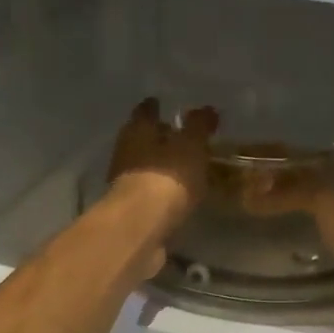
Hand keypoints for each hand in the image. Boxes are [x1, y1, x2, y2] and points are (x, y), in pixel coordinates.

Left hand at [107, 98, 218, 241]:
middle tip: (180, 136)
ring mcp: (126, 183)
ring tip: (185, 167)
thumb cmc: (167, 177)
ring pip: (146, 166)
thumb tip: (207, 108)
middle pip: (143, 139)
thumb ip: (199, 127)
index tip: (164, 104)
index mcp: (138, 130)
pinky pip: (151, 192)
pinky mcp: (132, 209)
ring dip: (161, 166)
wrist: (141, 228)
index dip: (155, 107)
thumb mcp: (191, 146)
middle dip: (159, 137)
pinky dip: (163, 191)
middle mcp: (126, 152)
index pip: (146, 111)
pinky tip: (179, 195)